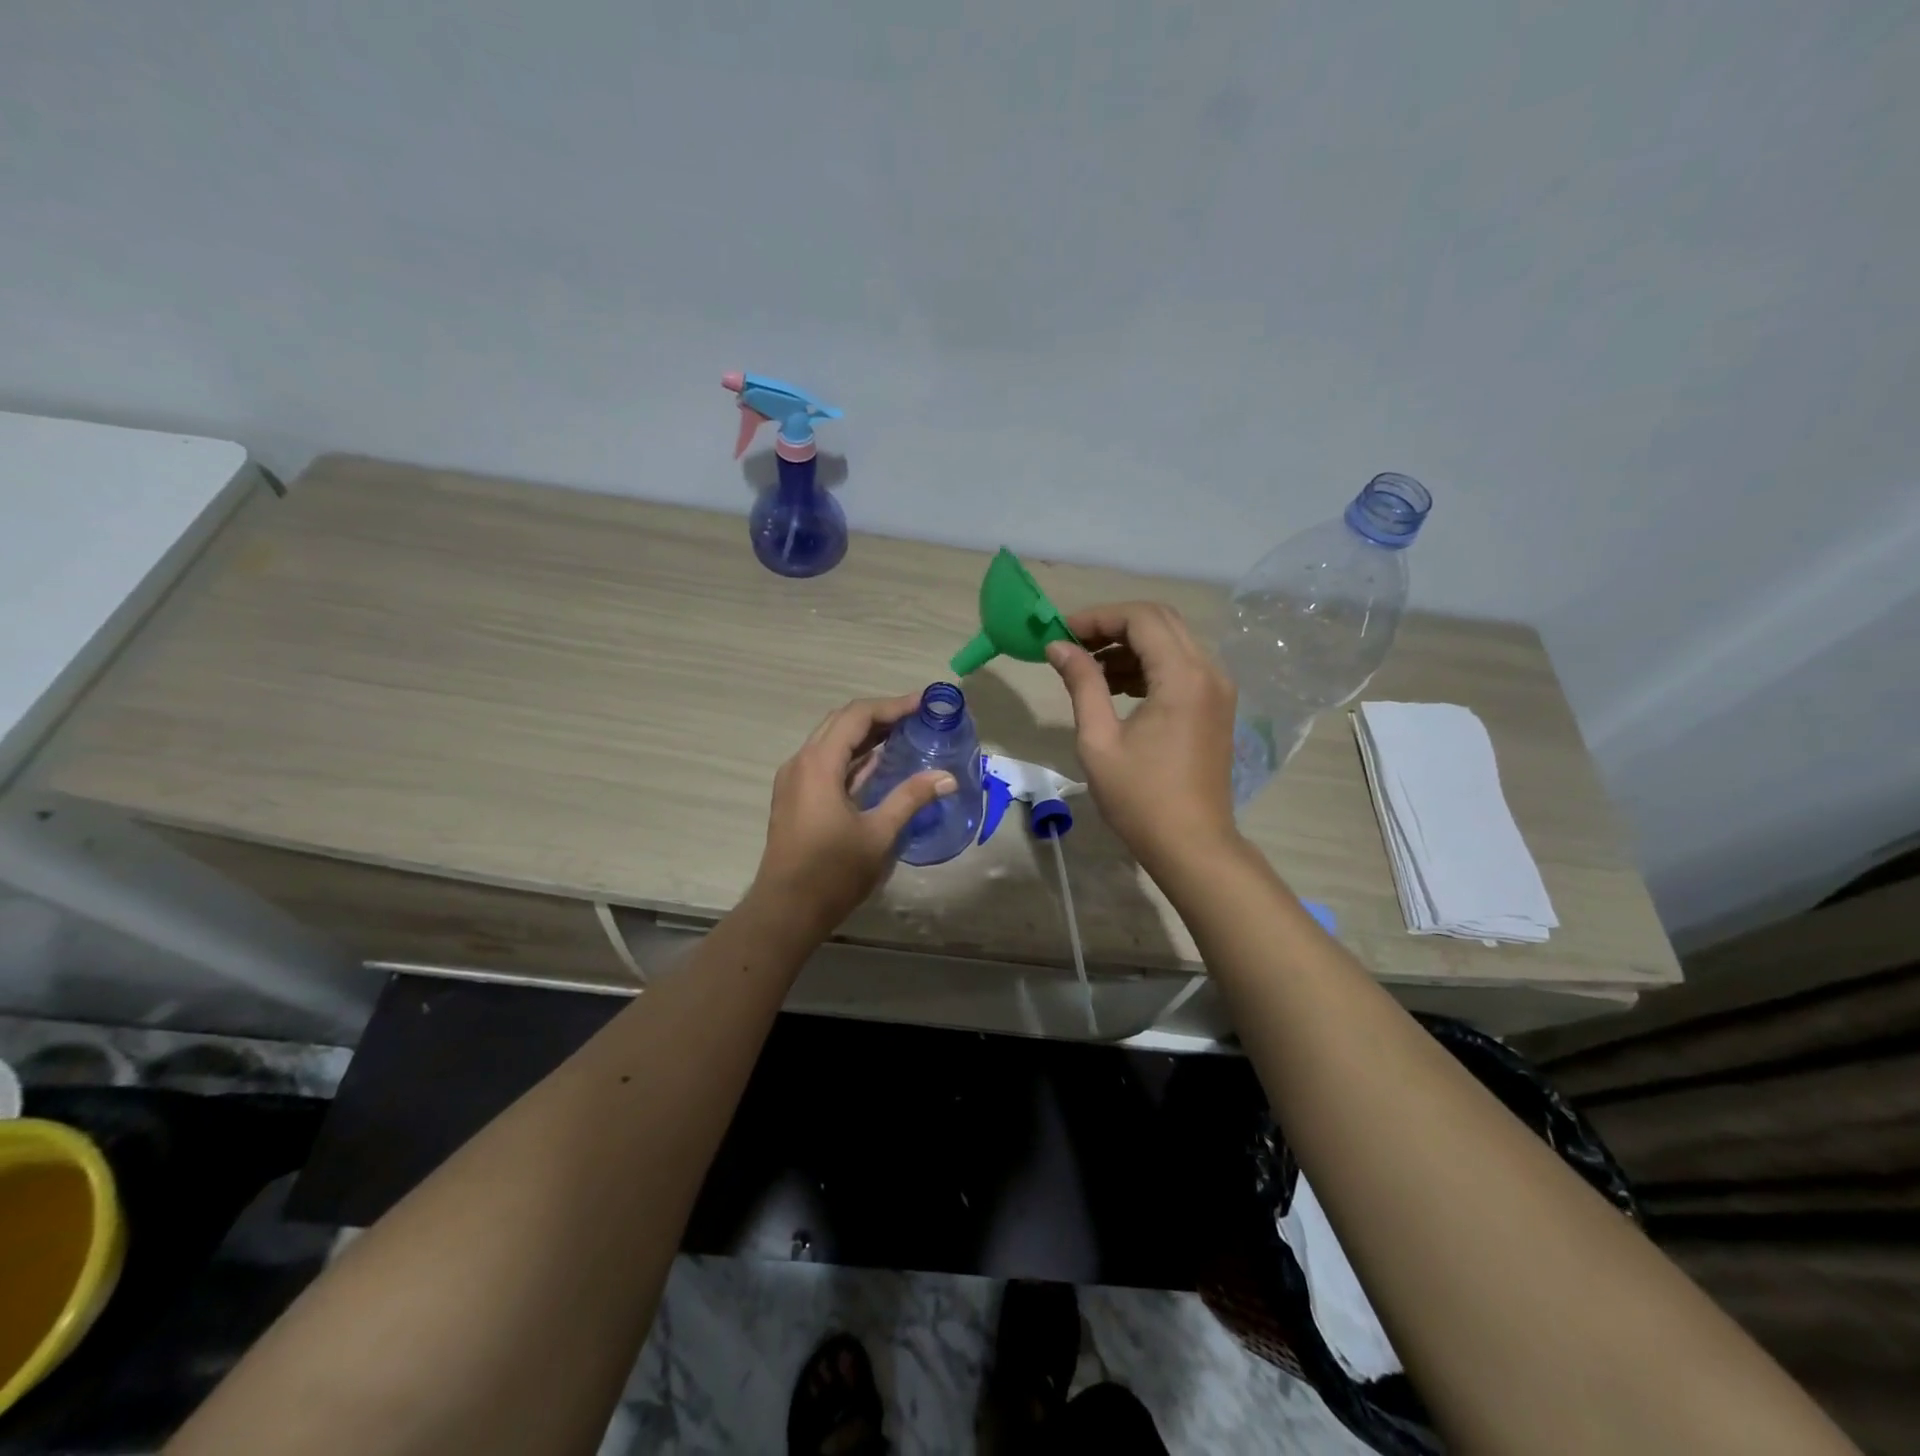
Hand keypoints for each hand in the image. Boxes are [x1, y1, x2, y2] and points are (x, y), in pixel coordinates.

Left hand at [749, 694, 957, 938]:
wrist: (786, 910)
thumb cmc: (832, 872)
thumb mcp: (878, 833)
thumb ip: (911, 798)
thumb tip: (947, 777)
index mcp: (818, 764)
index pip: (857, 716)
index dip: (892, 706)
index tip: (924, 704)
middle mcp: (801, 762)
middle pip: (842, 722)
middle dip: (880, 715)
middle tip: (917, 717)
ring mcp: (795, 780)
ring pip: (832, 741)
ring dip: (866, 735)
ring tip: (905, 734)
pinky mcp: (796, 797)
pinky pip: (826, 762)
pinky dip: (853, 756)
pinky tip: (880, 764)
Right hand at [1045, 602, 1240, 877]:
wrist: (1192, 845)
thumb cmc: (1140, 798)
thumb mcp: (1099, 740)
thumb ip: (1082, 684)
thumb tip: (1059, 647)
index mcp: (1183, 676)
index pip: (1141, 618)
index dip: (1098, 617)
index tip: (1061, 632)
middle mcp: (1209, 671)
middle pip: (1160, 621)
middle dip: (1113, 625)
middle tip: (1073, 644)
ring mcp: (1218, 689)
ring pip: (1172, 642)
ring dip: (1130, 645)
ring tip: (1088, 668)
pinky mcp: (1216, 706)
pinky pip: (1181, 666)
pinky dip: (1148, 666)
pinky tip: (1116, 687)